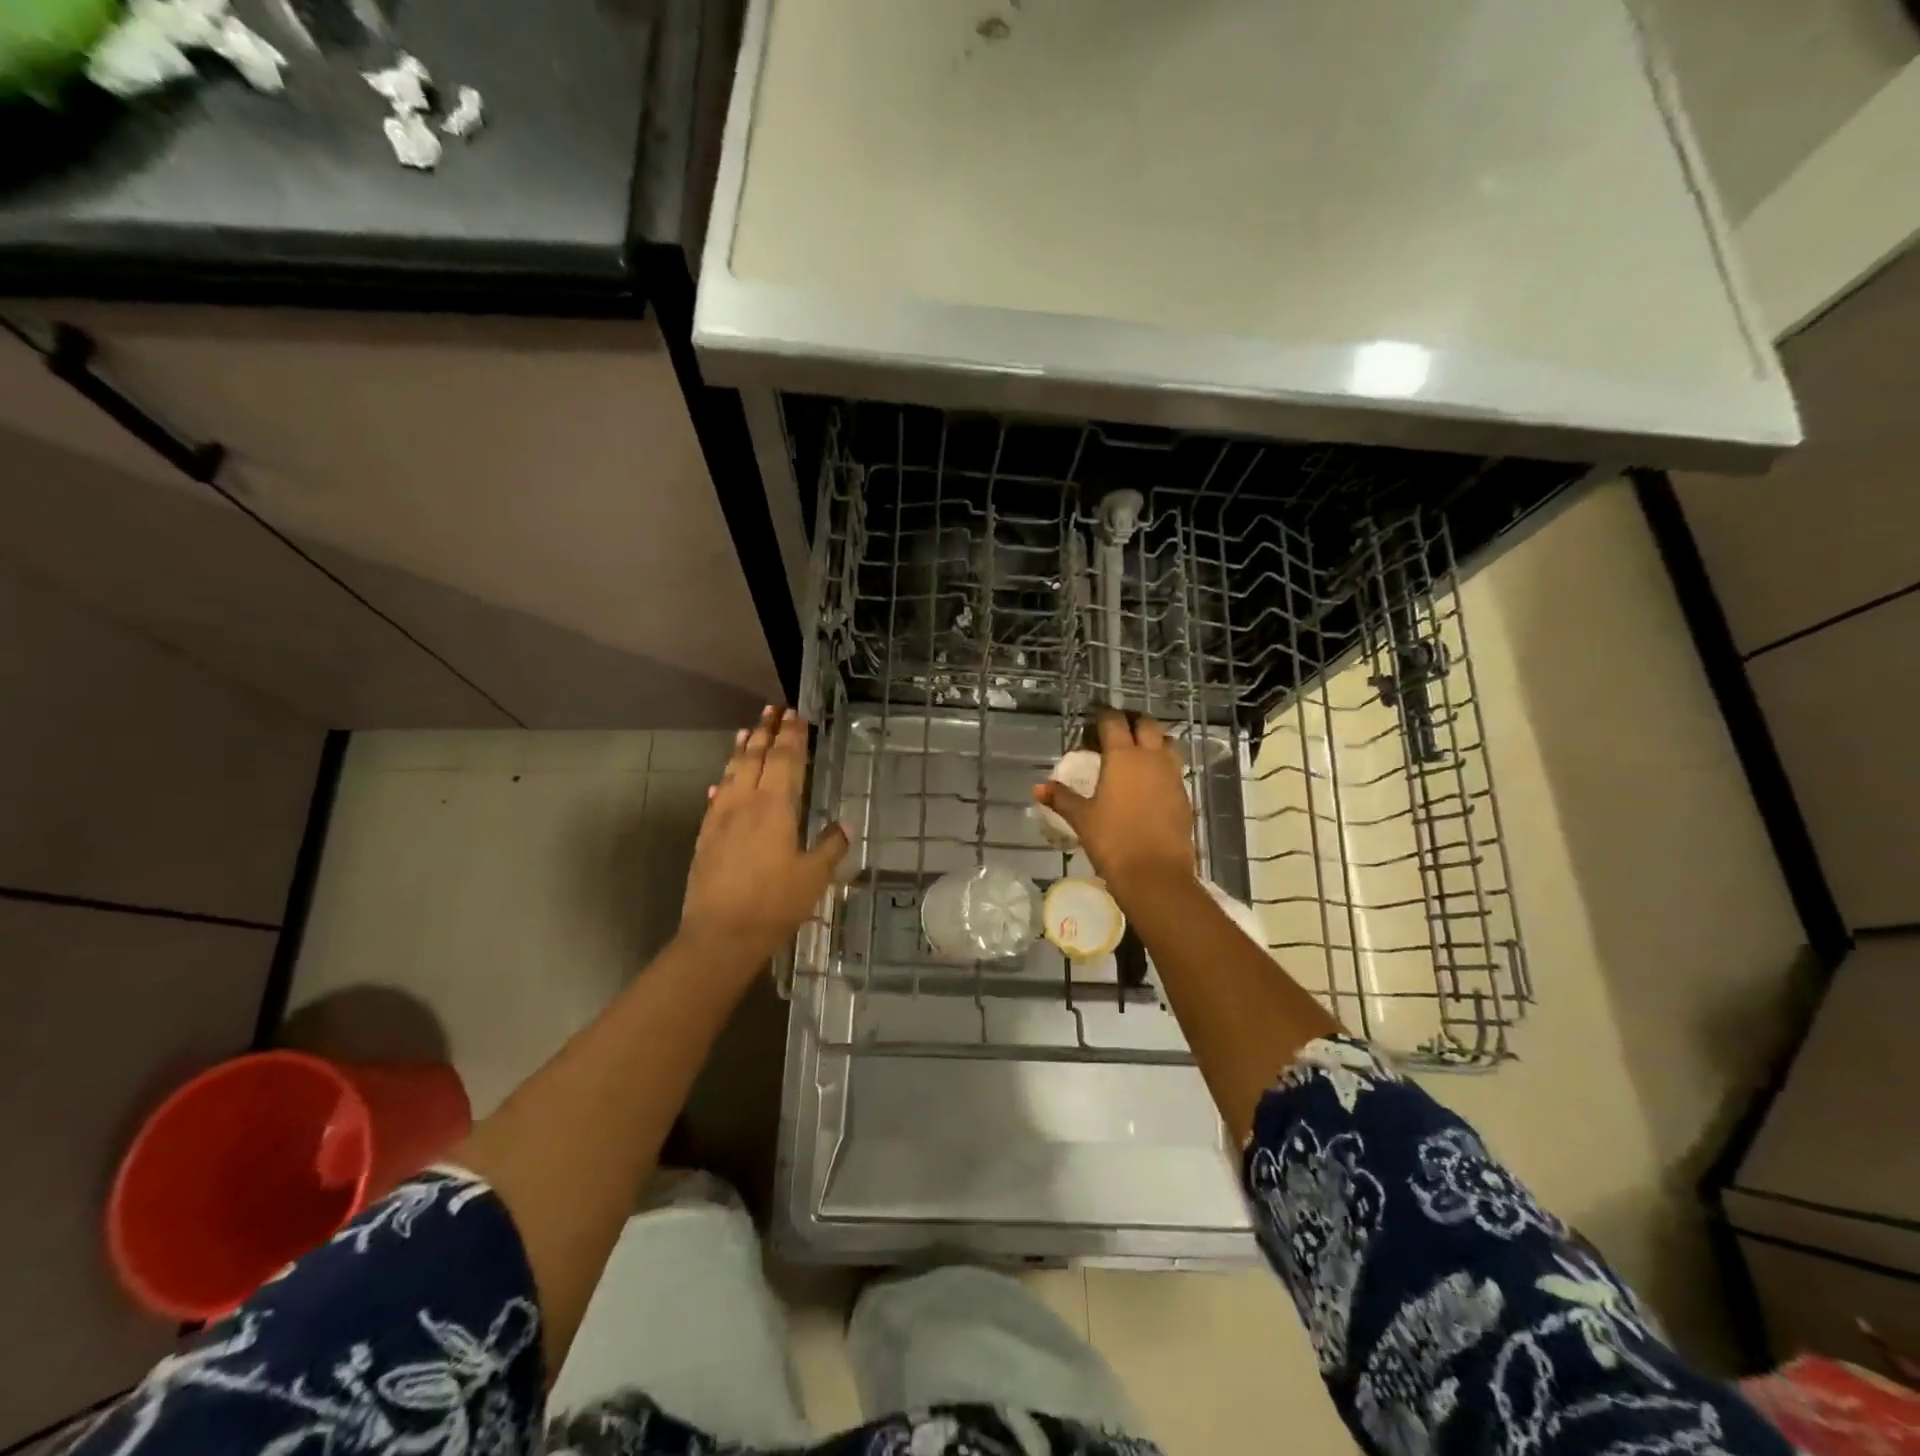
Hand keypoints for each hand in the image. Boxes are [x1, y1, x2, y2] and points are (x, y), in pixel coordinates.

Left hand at [680, 706, 848, 969]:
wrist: (720, 935)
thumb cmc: (774, 904)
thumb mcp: (814, 876)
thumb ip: (830, 846)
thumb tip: (846, 824)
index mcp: (775, 807)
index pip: (786, 760)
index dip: (793, 736)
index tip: (796, 715)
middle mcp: (745, 803)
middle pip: (755, 757)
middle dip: (766, 731)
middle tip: (772, 709)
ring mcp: (720, 818)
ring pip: (732, 773)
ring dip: (741, 750)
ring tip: (747, 731)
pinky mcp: (706, 836)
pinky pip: (716, 798)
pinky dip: (723, 782)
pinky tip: (721, 782)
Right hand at [1033, 709, 1195, 900]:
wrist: (1156, 873)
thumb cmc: (1113, 841)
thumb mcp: (1082, 819)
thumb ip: (1061, 798)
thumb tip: (1038, 788)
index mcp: (1123, 756)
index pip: (1113, 721)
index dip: (1102, 716)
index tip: (1092, 720)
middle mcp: (1151, 757)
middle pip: (1146, 724)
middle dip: (1131, 721)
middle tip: (1115, 732)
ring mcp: (1172, 775)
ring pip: (1167, 742)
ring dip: (1153, 739)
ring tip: (1137, 752)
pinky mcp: (1184, 794)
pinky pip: (1174, 768)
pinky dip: (1163, 765)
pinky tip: (1150, 782)